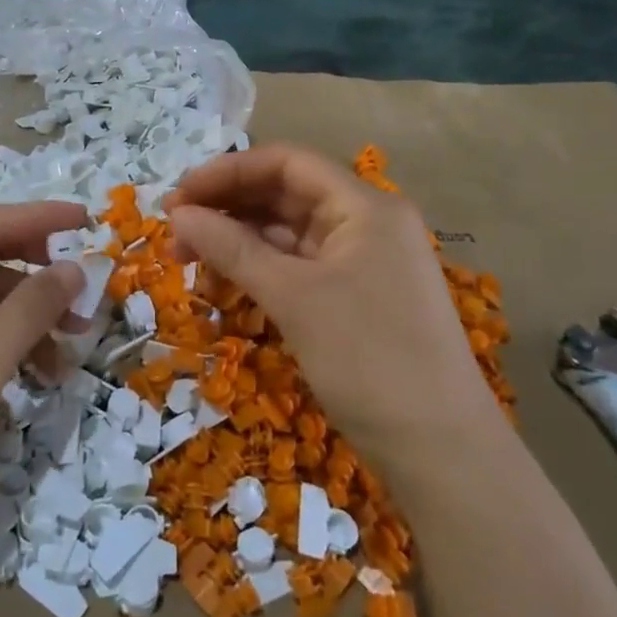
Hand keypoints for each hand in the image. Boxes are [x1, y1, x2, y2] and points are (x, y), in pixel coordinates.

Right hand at [166, 144, 500, 463]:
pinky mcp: (356, 299)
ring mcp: (363, 263)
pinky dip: (260, 269)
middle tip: (174, 233)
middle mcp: (367, 224)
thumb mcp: (294, 298)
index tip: (178, 198)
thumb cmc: (369, 360)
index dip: (228, 172)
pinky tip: (226, 280)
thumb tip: (178, 215)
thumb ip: (233, 248)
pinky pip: (299, 267)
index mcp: (365, 207)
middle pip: (286, 195)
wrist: (442, 453)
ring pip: (289, 234)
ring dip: (238, 239)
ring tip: (188, 259)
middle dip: (227, 207)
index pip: (288, 164)